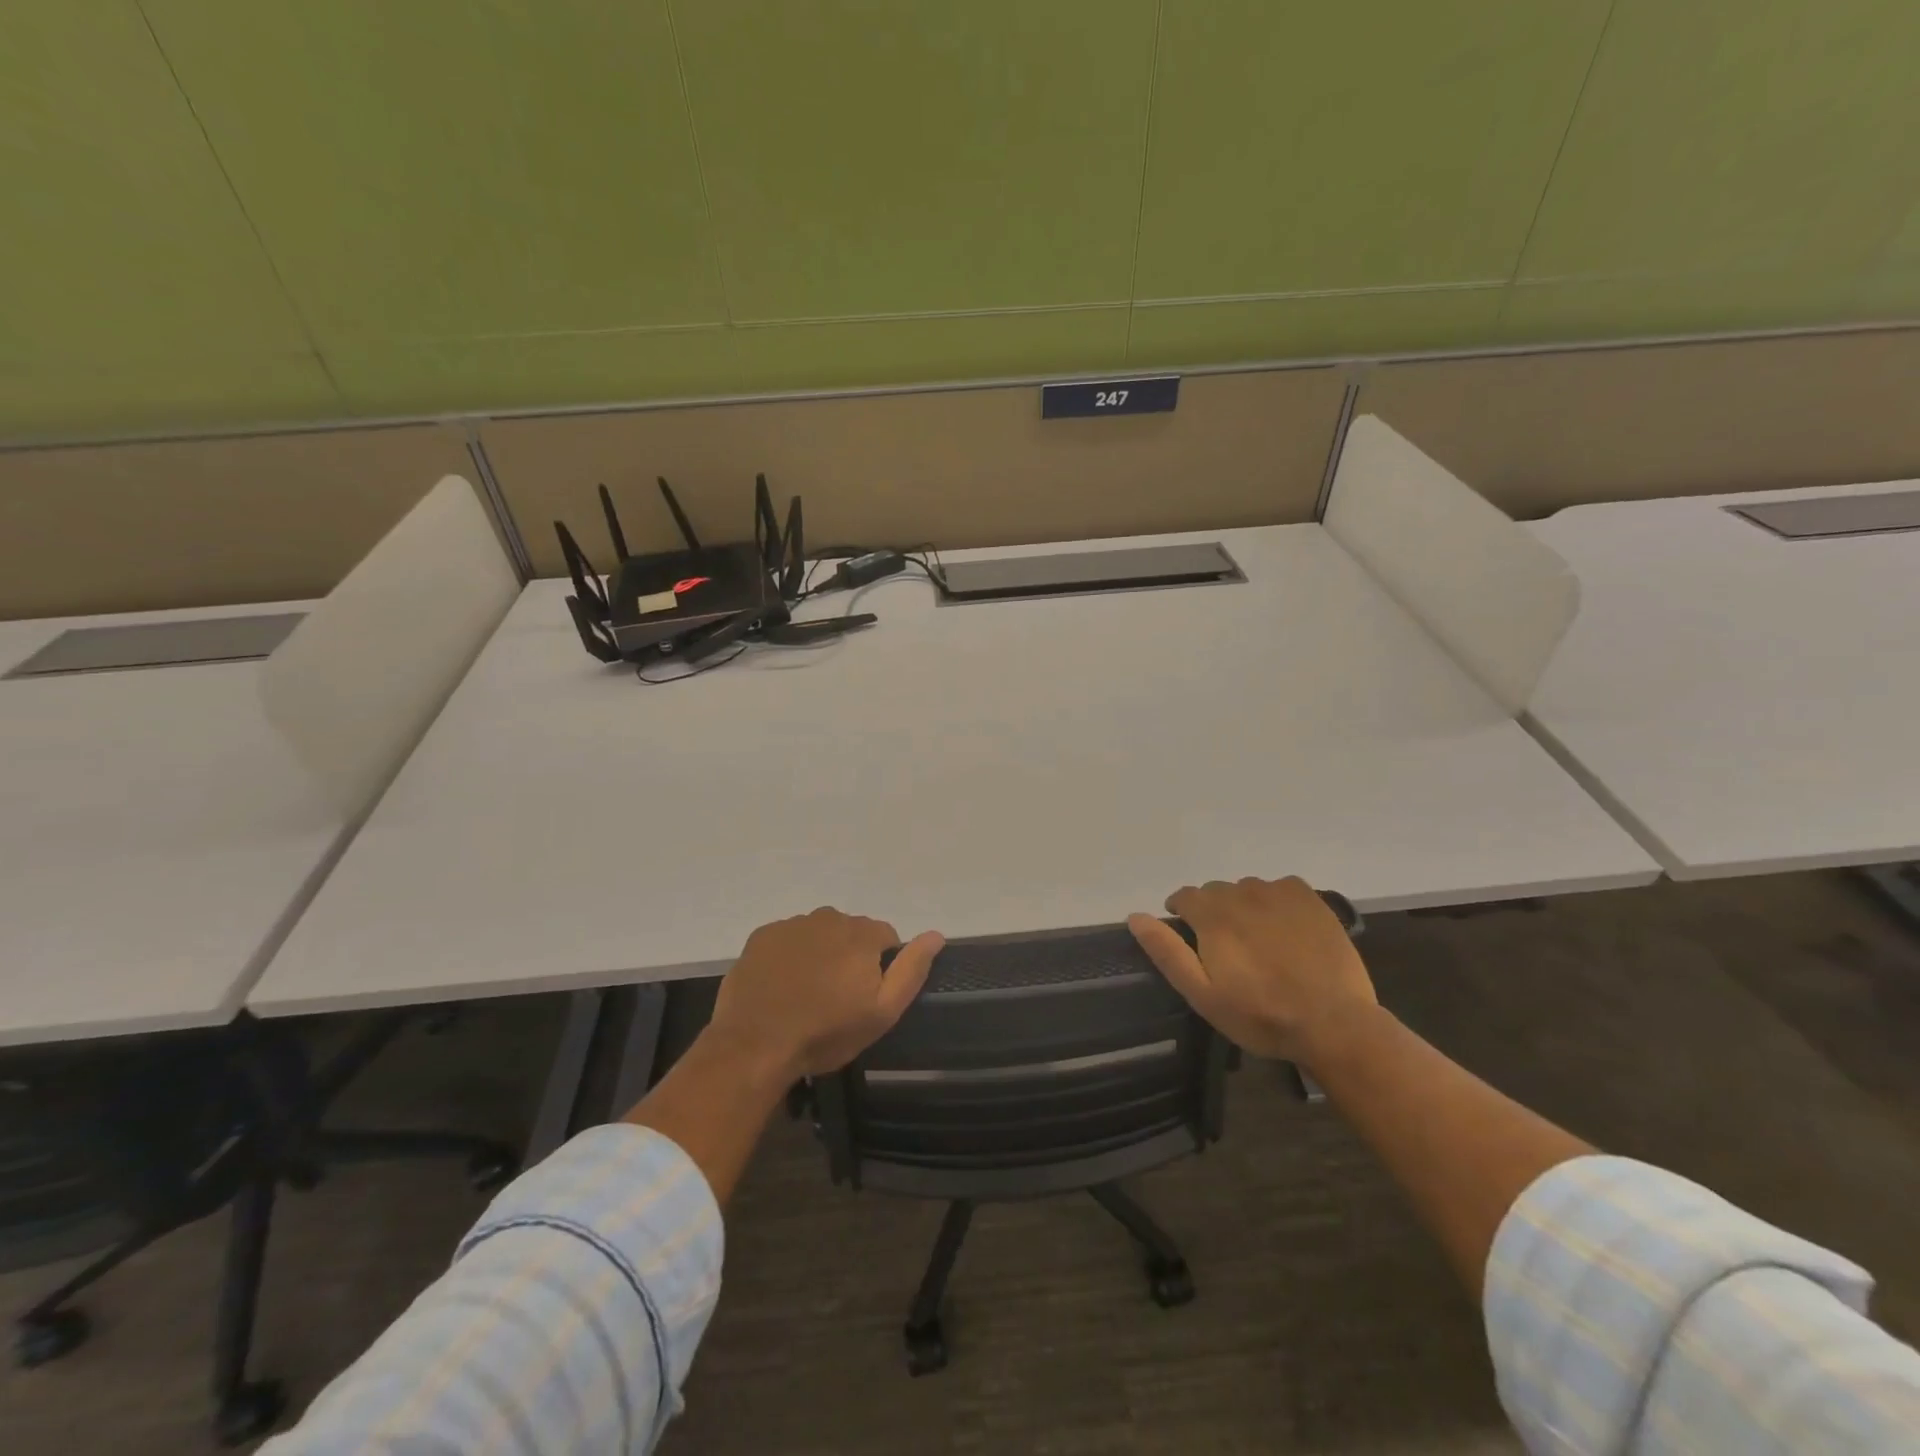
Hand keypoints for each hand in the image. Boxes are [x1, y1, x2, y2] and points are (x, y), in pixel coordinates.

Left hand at [709, 908, 943, 1078]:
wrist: (755, 1045)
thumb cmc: (826, 1032)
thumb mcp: (882, 1012)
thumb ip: (911, 969)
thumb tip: (936, 934)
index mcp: (861, 934)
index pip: (886, 937)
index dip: (879, 967)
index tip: (865, 996)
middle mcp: (828, 917)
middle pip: (850, 932)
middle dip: (849, 957)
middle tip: (836, 998)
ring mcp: (792, 925)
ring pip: (818, 934)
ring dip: (819, 954)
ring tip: (807, 993)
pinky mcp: (762, 936)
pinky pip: (788, 939)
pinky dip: (790, 956)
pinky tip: (782, 985)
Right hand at [1127, 876, 1374, 1064]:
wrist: (1333, 1023)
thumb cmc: (1261, 1016)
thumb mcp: (1202, 995)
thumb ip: (1167, 952)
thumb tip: (1135, 917)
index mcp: (1212, 915)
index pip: (1185, 896)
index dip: (1181, 912)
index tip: (1188, 933)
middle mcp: (1242, 894)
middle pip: (1216, 891)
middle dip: (1213, 912)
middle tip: (1226, 947)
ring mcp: (1279, 894)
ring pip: (1248, 889)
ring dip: (1244, 906)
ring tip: (1258, 940)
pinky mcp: (1311, 900)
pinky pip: (1282, 887)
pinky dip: (1276, 901)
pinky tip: (1286, 928)